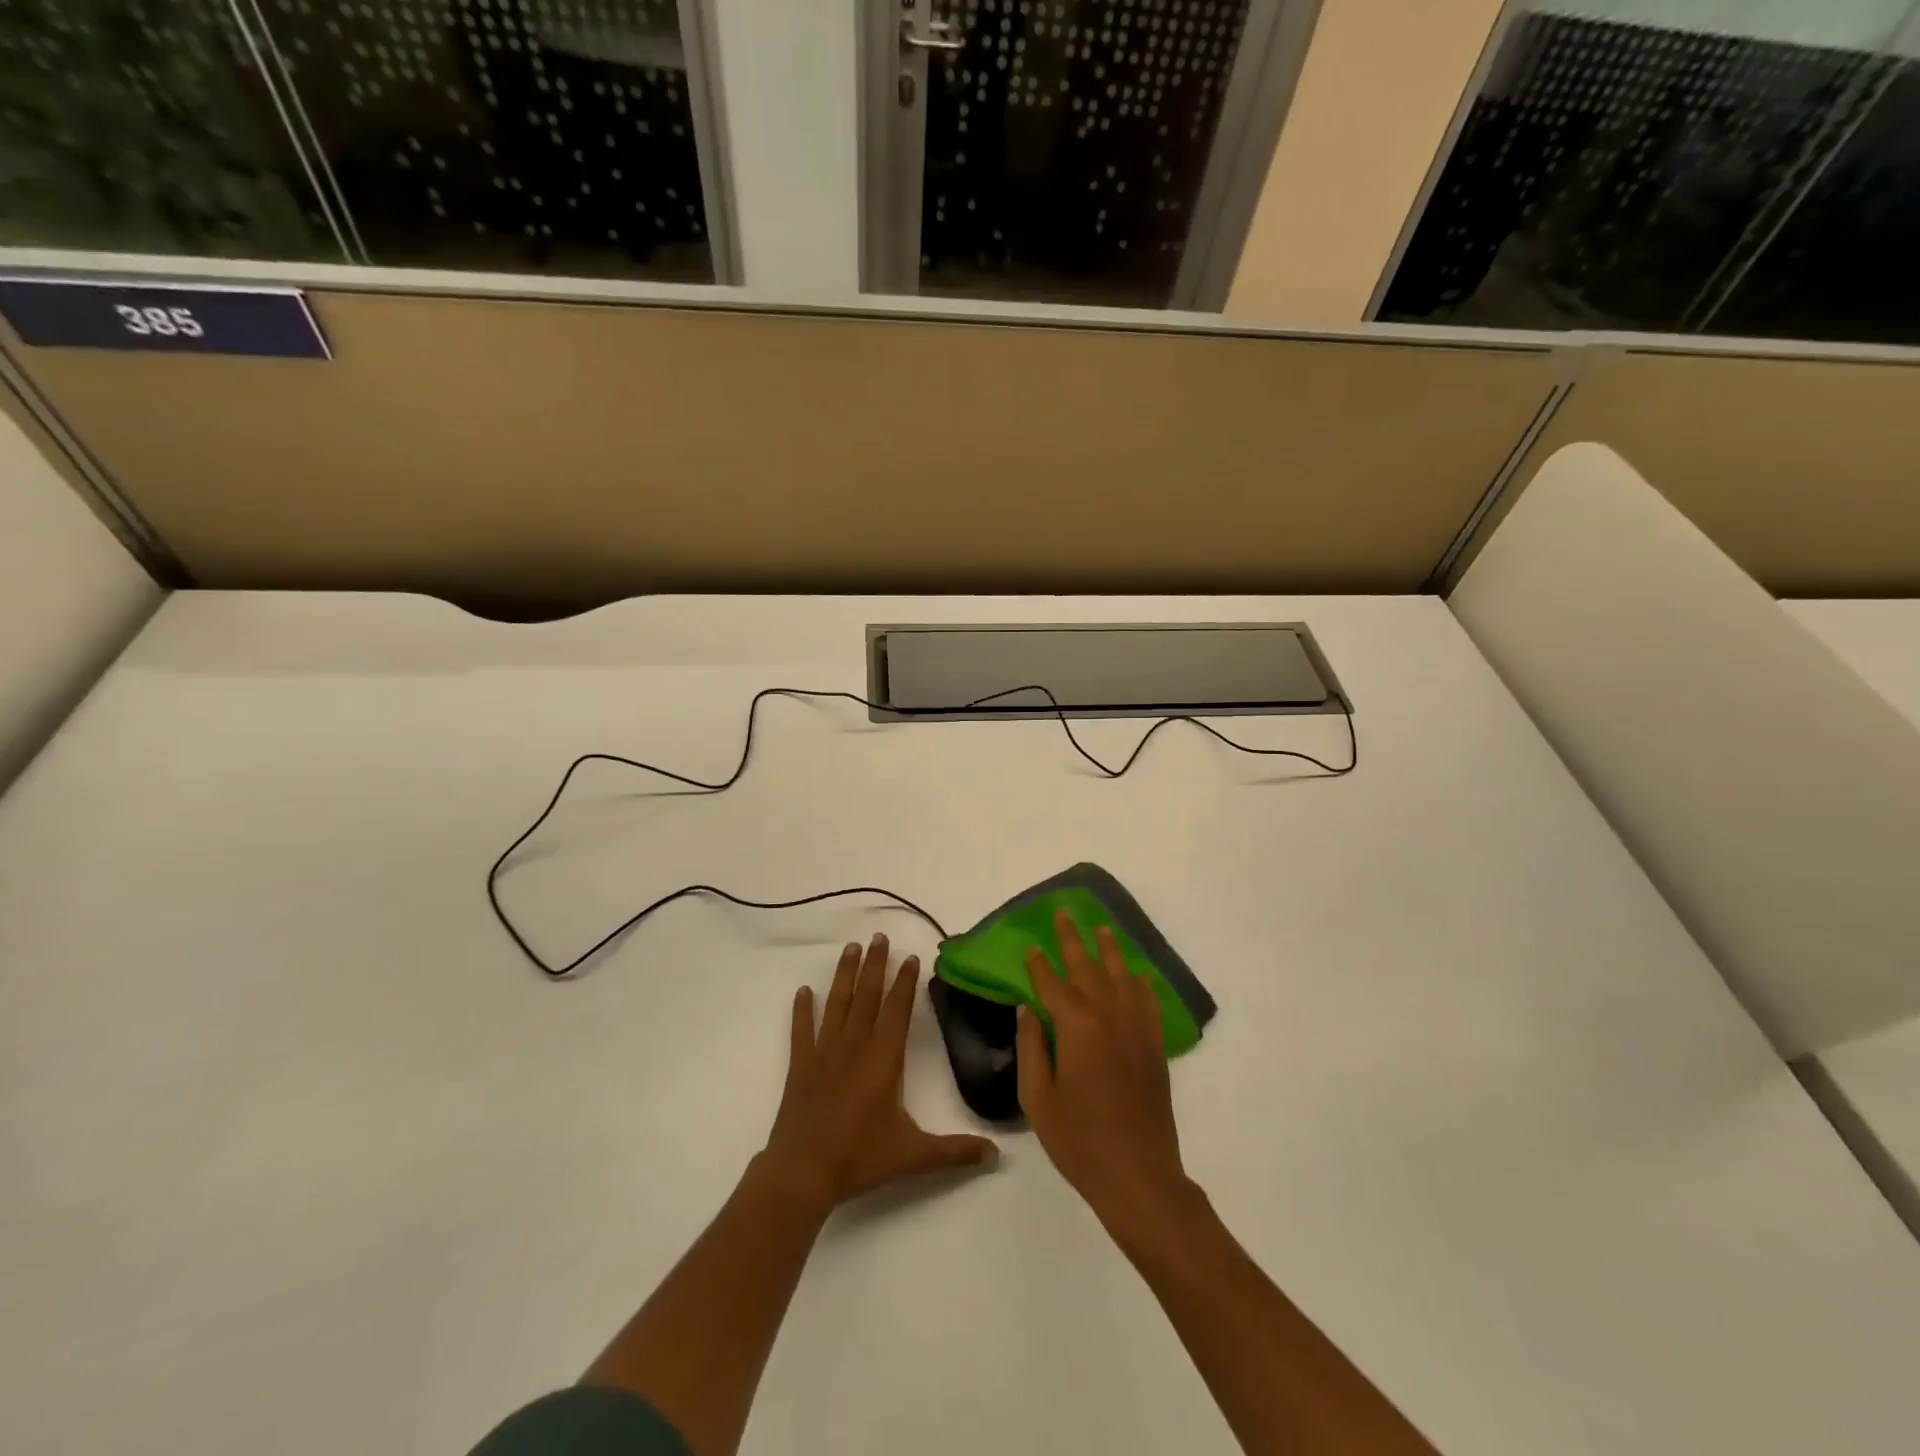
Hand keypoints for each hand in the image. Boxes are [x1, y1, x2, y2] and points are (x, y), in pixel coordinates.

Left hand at [762, 934, 996, 1212]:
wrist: (803, 1173)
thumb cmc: (860, 1158)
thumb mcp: (914, 1155)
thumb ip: (956, 1151)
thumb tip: (997, 1155)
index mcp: (883, 1058)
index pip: (897, 1009)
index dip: (905, 982)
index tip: (910, 956)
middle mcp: (855, 1045)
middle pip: (867, 995)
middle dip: (874, 964)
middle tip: (878, 937)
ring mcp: (824, 1052)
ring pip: (837, 1003)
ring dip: (844, 974)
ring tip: (850, 948)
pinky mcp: (801, 1065)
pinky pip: (802, 1030)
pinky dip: (802, 1009)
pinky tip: (803, 991)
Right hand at [1018, 911, 1191, 1230]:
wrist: (1138, 1175)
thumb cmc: (1078, 1141)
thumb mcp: (1038, 1098)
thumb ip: (1031, 1047)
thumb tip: (1028, 1009)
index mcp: (1077, 1027)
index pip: (1052, 985)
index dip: (1039, 965)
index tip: (1030, 945)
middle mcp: (1109, 1016)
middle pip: (1087, 968)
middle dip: (1072, 940)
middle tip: (1063, 914)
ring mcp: (1136, 1029)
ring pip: (1121, 977)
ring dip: (1109, 951)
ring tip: (1102, 928)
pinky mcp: (1153, 1045)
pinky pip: (1147, 1002)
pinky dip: (1140, 983)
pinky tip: (1136, 974)